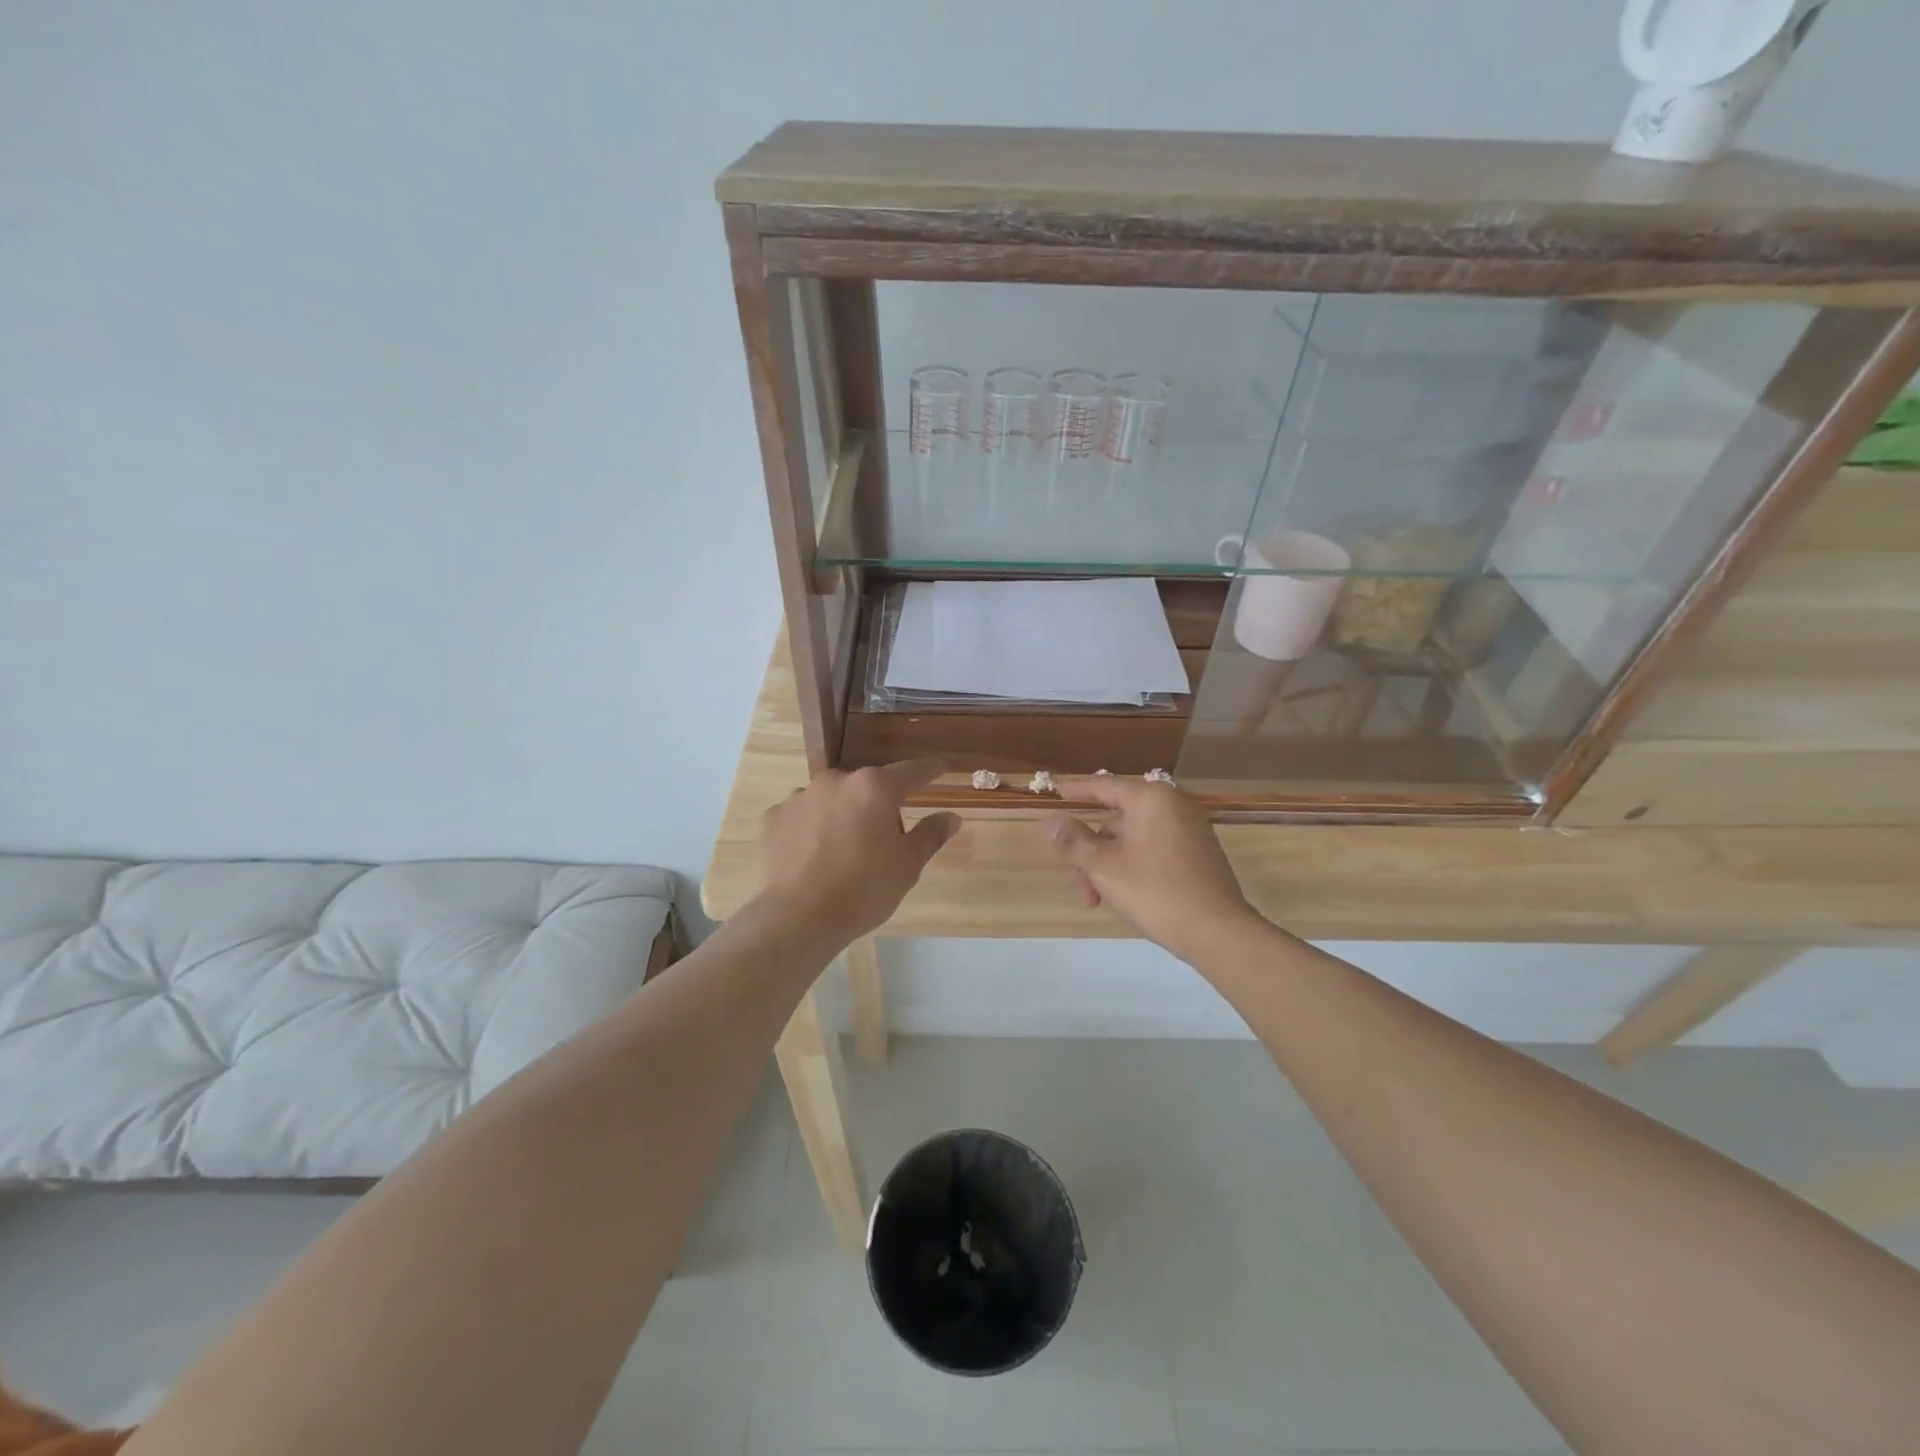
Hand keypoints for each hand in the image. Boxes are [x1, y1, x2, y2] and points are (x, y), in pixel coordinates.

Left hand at [756, 760, 960, 944]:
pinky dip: (810, 830)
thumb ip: (930, 836)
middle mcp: (836, 781)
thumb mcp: (907, 866)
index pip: (911, 772)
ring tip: (841, 854)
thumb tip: (952, 817)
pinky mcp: (773, 817)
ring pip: (832, 801)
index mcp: (874, 788)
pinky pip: (801, 817)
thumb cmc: (863, 890)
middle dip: (877, 806)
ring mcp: (800, 796)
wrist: (796, 917)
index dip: (929, 771)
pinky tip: (811, 858)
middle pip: (867, 788)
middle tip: (882, 842)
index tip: (940, 768)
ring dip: (841, 816)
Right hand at [1042, 777, 1258, 962]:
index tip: (1055, 790)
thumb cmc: (1154, 890)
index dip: (1076, 791)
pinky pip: (1156, 849)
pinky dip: (1136, 866)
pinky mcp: (1200, 853)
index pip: (1103, 787)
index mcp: (1151, 799)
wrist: (1217, 931)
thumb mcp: (1103, 865)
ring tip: (1104, 901)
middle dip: (1094, 853)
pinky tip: (1130, 896)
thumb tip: (1051, 821)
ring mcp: (1191, 829)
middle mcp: (1174, 805)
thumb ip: (1074, 840)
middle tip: (1084, 889)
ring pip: (1135, 839)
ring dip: (1112, 866)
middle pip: (1117, 820)